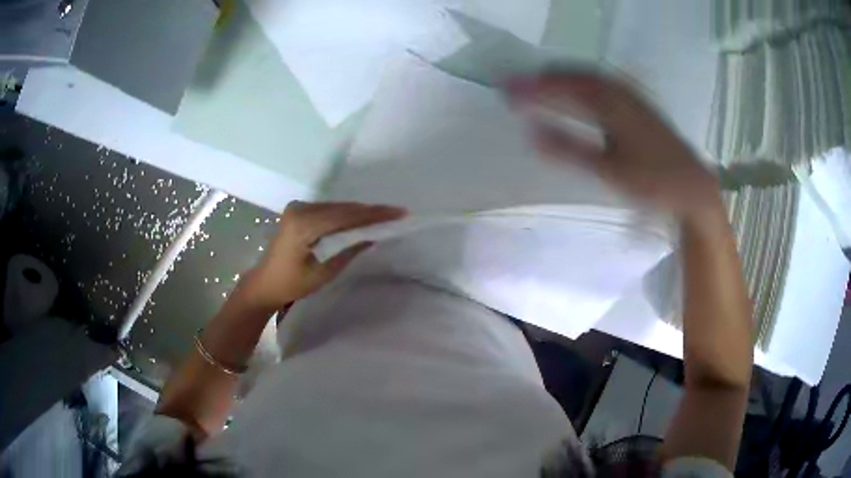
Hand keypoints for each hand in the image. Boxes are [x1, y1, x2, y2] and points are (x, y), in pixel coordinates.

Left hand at [239, 201, 405, 310]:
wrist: (264, 283)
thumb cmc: (291, 284)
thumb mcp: (324, 273)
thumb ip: (349, 250)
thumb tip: (373, 235)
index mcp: (303, 224)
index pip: (345, 215)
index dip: (373, 214)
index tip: (399, 213)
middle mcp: (300, 209)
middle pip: (342, 208)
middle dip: (370, 211)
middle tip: (396, 213)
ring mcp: (298, 208)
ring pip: (337, 207)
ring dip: (359, 212)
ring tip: (385, 216)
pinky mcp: (298, 211)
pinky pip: (328, 210)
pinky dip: (346, 215)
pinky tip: (362, 219)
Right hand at [506, 73, 722, 222]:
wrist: (692, 186)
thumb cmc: (652, 182)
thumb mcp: (609, 171)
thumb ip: (569, 150)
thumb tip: (531, 134)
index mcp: (610, 104)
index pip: (563, 85)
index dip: (534, 86)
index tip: (508, 90)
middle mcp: (620, 91)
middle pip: (575, 74)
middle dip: (545, 77)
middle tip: (519, 85)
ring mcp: (632, 96)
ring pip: (591, 77)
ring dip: (564, 78)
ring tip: (542, 85)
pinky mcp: (640, 105)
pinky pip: (604, 85)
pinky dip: (584, 85)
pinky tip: (580, 95)